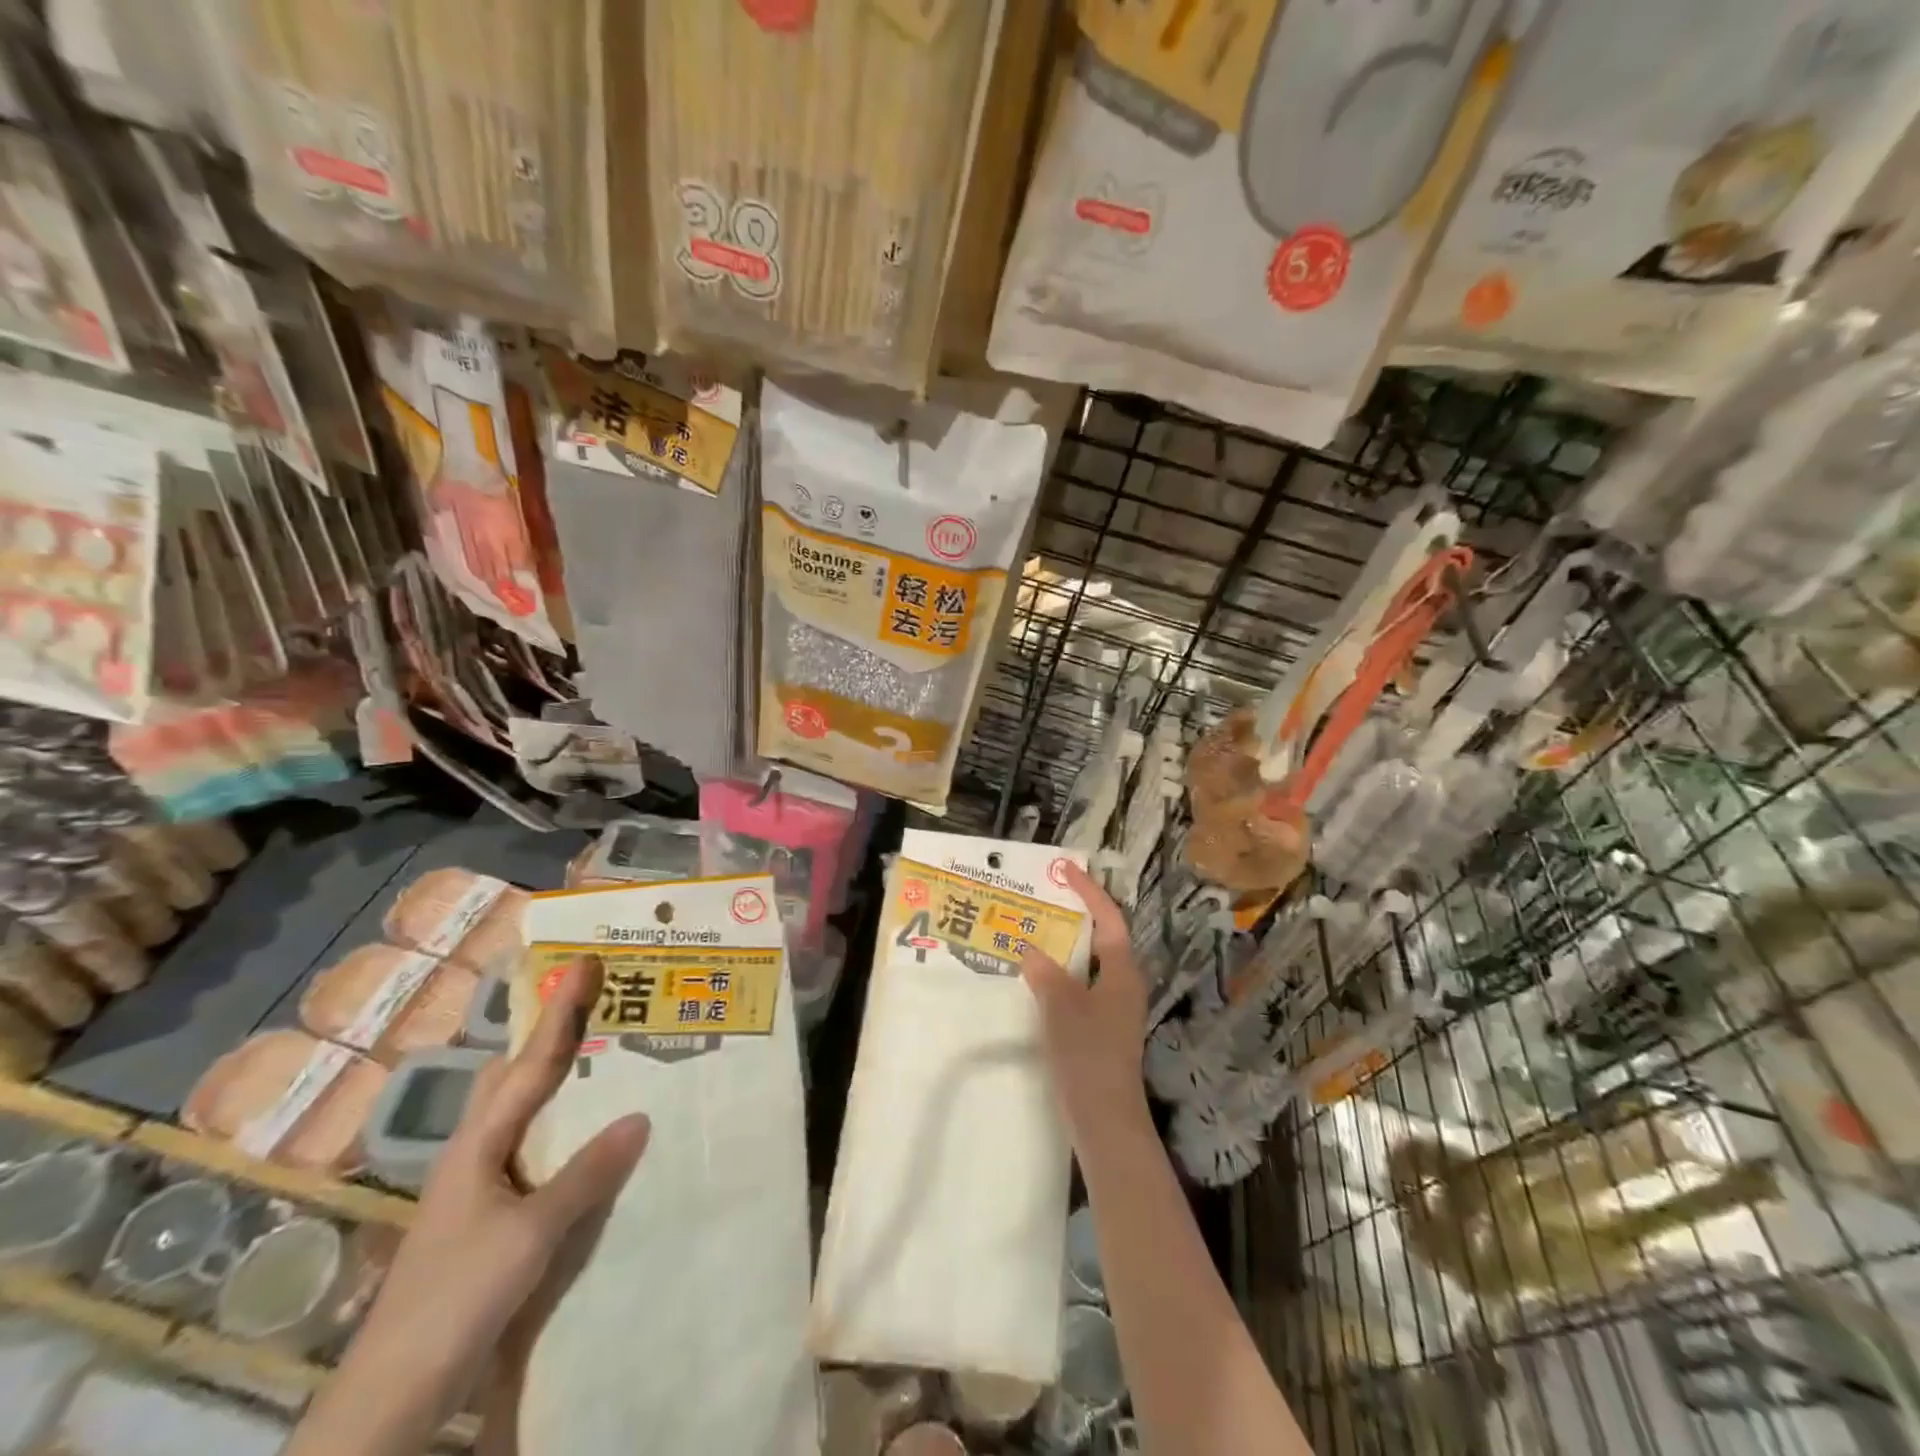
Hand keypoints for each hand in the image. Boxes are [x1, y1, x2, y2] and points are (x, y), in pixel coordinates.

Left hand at [291, 956, 649, 1455]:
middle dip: (552, 1036)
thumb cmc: (457, 1296)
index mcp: (478, 1144)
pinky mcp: (490, 1218)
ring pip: (523, 1113)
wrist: (396, 1391)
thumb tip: (641, 1115)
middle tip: (599, 1006)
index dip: (559, 1012)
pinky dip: (563, 1128)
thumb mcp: (530, 1234)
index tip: (584, 964)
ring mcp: (480, 1186)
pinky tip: (592, 1137)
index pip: (530, 1062)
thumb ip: (585, 1174)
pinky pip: (534, 1151)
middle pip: (514, 1077)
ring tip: (606, 1059)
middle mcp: (476, 1152)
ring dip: (559, 1081)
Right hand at [1022, 861, 1150, 1149]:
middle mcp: (1123, 983)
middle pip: (1101, 937)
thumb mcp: (1060, 1006)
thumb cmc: (1088, 1054)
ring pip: (1089, 962)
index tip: (1065, 870)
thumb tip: (1030, 949)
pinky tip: (1037, 977)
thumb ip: (1045, 972)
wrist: (1105, 1118)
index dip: (1088, 891)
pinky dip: (1061, 972)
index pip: (1108, 918)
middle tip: (1043, 897)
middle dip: (1075, 914)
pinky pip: (1081, 985)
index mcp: (1122, 971)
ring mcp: (1114, 1007)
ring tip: (1034, 930)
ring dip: (1065, 944)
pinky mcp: (1102, 1027)